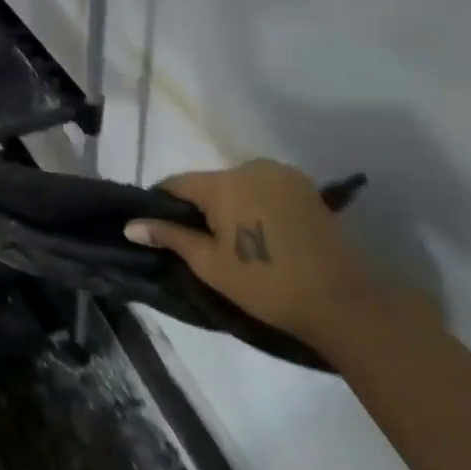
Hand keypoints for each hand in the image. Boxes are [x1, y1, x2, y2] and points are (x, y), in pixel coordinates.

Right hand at [124, 159, 402, 350]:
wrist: (340, 301)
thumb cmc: (264, 284)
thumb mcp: (209, 263)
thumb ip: (169, 236)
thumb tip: (130, 225)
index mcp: (225, 182)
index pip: (177, 183)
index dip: (162, 205)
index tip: (159, 230)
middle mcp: (253, 167)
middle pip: (209, 182)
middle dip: (199, 207)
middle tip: (200, 243)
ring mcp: (283, 175)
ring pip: (237, 184)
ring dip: (228, 205)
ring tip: (232, 241)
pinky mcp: (306, 187)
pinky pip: (263, 189)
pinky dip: (254, 205)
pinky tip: (259, 235)